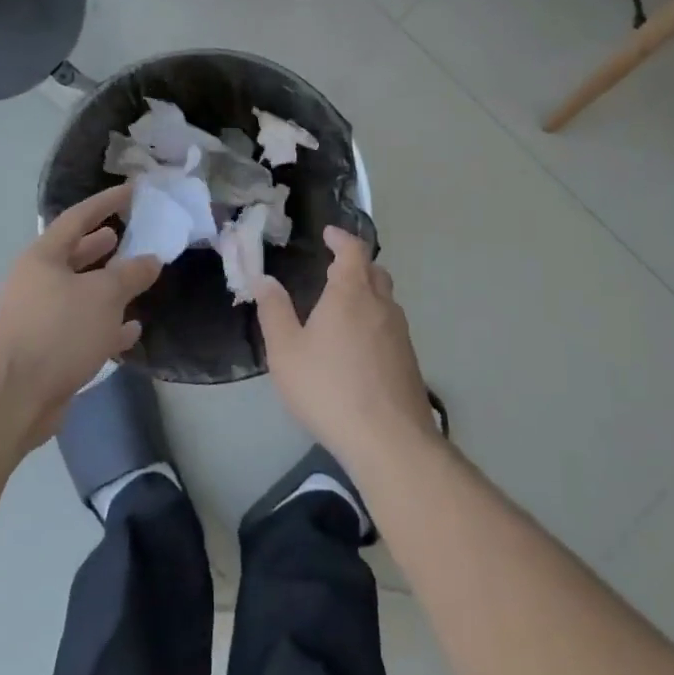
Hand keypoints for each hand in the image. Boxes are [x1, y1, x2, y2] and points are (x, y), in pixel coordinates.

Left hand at [0, 184, 162, 446]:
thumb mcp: (103, 295)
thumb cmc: (58, 331)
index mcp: (43, 257)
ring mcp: (39, 317)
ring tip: (137, 276)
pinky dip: (106, 325)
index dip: (106, 202)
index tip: (133, 190)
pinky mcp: (47, 350)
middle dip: (103, 244)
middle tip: (131, 232)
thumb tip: (151, 259)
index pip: (78, 217)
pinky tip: (131, 329)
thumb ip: (131, 274)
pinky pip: (81, 328)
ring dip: (107, 285)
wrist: (14, 397)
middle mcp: (37, 282)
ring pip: (79, 292)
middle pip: (75, 254)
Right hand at [254, 227, 432, 467]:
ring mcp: (400, 334)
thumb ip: (273, 311)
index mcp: (351, 293)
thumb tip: (264, 279)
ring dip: (367, 293)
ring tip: (343, 307)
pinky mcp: (409, 362)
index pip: (353, 250)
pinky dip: (374, 321)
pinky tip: (358, 346)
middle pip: (374, 272)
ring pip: (385, 300)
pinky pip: (390, 327)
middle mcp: (381, 306)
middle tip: (333, 269)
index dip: (341, 238)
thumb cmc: (329, 388)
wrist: (390, 440)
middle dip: (355, 264)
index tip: (329, 234)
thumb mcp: (286, 351)